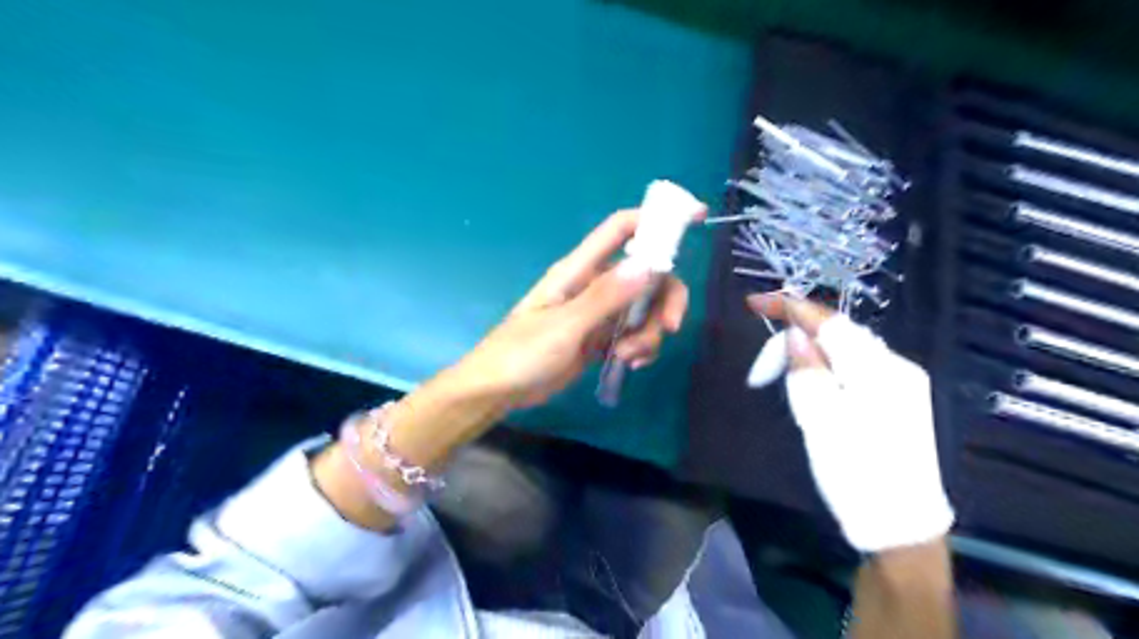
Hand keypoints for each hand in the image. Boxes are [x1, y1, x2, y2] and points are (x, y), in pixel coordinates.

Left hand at [458, 211, 693, 408]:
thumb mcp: (564, 326)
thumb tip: (649, 265)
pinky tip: (628, 363)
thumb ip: (605, 298)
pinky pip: (635, 333)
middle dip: (664, 301)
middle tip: (669, 328)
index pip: (622, 229)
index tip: (696, 218)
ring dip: (649, 333)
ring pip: (646, 309)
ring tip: (629, 356)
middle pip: (648, 275)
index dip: (657, 219)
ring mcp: (600, 312)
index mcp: (579, 270)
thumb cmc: (521, 353)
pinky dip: (641, 346)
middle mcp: (594, 285)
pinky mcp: (602, 337)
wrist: (498, 391)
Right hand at [749, 294, 952, 553]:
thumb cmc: (856, 473)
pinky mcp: (899, 399)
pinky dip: (826, 367)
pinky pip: (854, 367)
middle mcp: (897, 366)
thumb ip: (807, 371)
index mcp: (879, 370)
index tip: (754, 301)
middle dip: (796, 339)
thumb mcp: (821, 422)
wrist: (900, 524)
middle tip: (762, 371)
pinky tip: (813, 387)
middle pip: (837, 334)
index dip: (790, 307)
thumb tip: (796, 335)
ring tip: (782, 379)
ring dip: (809, 354)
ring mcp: (902, 383)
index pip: (829, 323)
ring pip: (845, 351)